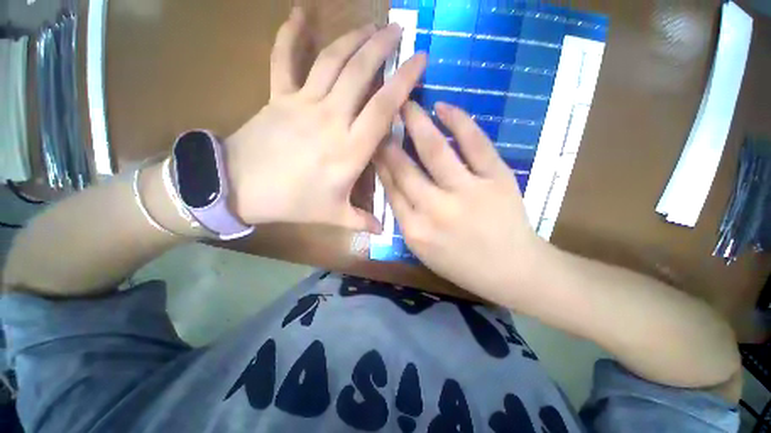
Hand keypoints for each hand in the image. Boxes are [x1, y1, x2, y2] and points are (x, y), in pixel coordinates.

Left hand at [225, 8, 426, 231]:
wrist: (240, 188)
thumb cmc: (293, 202)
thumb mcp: (333, 215)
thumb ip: (361, 221)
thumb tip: (382, 231)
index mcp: (348, 149)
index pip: (383, 107)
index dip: (403, 81)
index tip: (420, 60)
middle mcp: (330, 118)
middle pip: (359, 72)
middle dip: (382, 46)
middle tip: (398, 30)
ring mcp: (302, 102)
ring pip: (331, 60)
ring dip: (353, 37)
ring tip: (371, 24)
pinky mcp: (278, 96)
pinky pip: (283, 59)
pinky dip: (289, 33)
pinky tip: (299, 13)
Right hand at [376, 101, 550, 305]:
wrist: (511, 270)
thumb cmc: (461, 264)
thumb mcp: (422, 248)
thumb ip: (405, 216)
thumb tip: (391, 181)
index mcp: (415, 230)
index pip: (390, 189)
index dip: (380, 163)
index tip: (373, 145)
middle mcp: (436, 209)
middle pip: (405, 169)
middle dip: (389, 142)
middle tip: (381, 119)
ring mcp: (468, 192)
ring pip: (435, 151)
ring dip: (417, 123)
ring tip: (406, 102)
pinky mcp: (496, 179)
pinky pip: (475, 143)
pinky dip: (459, 121)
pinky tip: (443, 107)